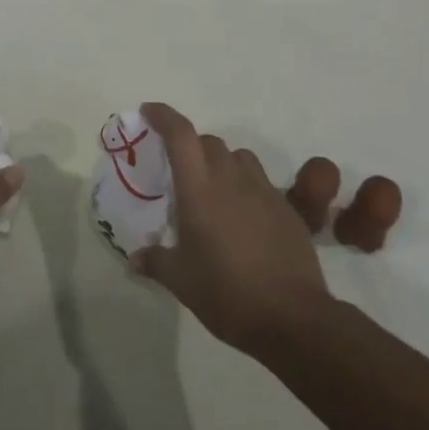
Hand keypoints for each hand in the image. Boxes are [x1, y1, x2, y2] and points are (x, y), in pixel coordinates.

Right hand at [131, 102, 330, 353]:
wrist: (292, 317)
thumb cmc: (226, 293)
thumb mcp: (181, 281)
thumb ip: (156, 262)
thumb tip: (135, 259)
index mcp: (199, 189)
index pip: (180, 134)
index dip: (163, 116)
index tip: (148, 112)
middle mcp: (231, 179)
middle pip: (209, 142)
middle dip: (190, 146)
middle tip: (178, 170)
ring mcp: (263, 191)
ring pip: (238, 157)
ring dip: (221, 163)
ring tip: (212, 190)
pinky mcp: (286, 208)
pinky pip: (260, 182)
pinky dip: (245, 187)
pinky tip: (241, 218)